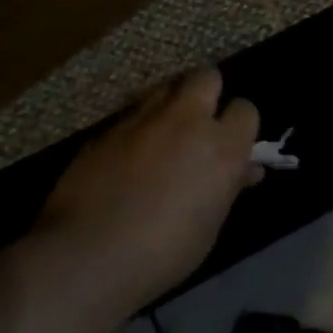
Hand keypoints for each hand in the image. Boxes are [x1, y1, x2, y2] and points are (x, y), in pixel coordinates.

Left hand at [36, 70, 260, 310]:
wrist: (86, 255)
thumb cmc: (162, 253)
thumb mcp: (209, 225)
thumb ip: (227, 187)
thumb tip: (245, 170)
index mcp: (221, 147)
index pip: (245, 109)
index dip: (239, 125)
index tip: (231, 144)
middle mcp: (186, 120)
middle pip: (207, 77)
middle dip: (208, 94)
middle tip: (200, 124)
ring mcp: (143, 119)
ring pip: (167, 87)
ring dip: (172, 103)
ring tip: (165, 132)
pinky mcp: (108, 127)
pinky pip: (133, 112)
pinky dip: (139, 125)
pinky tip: (129, 153)